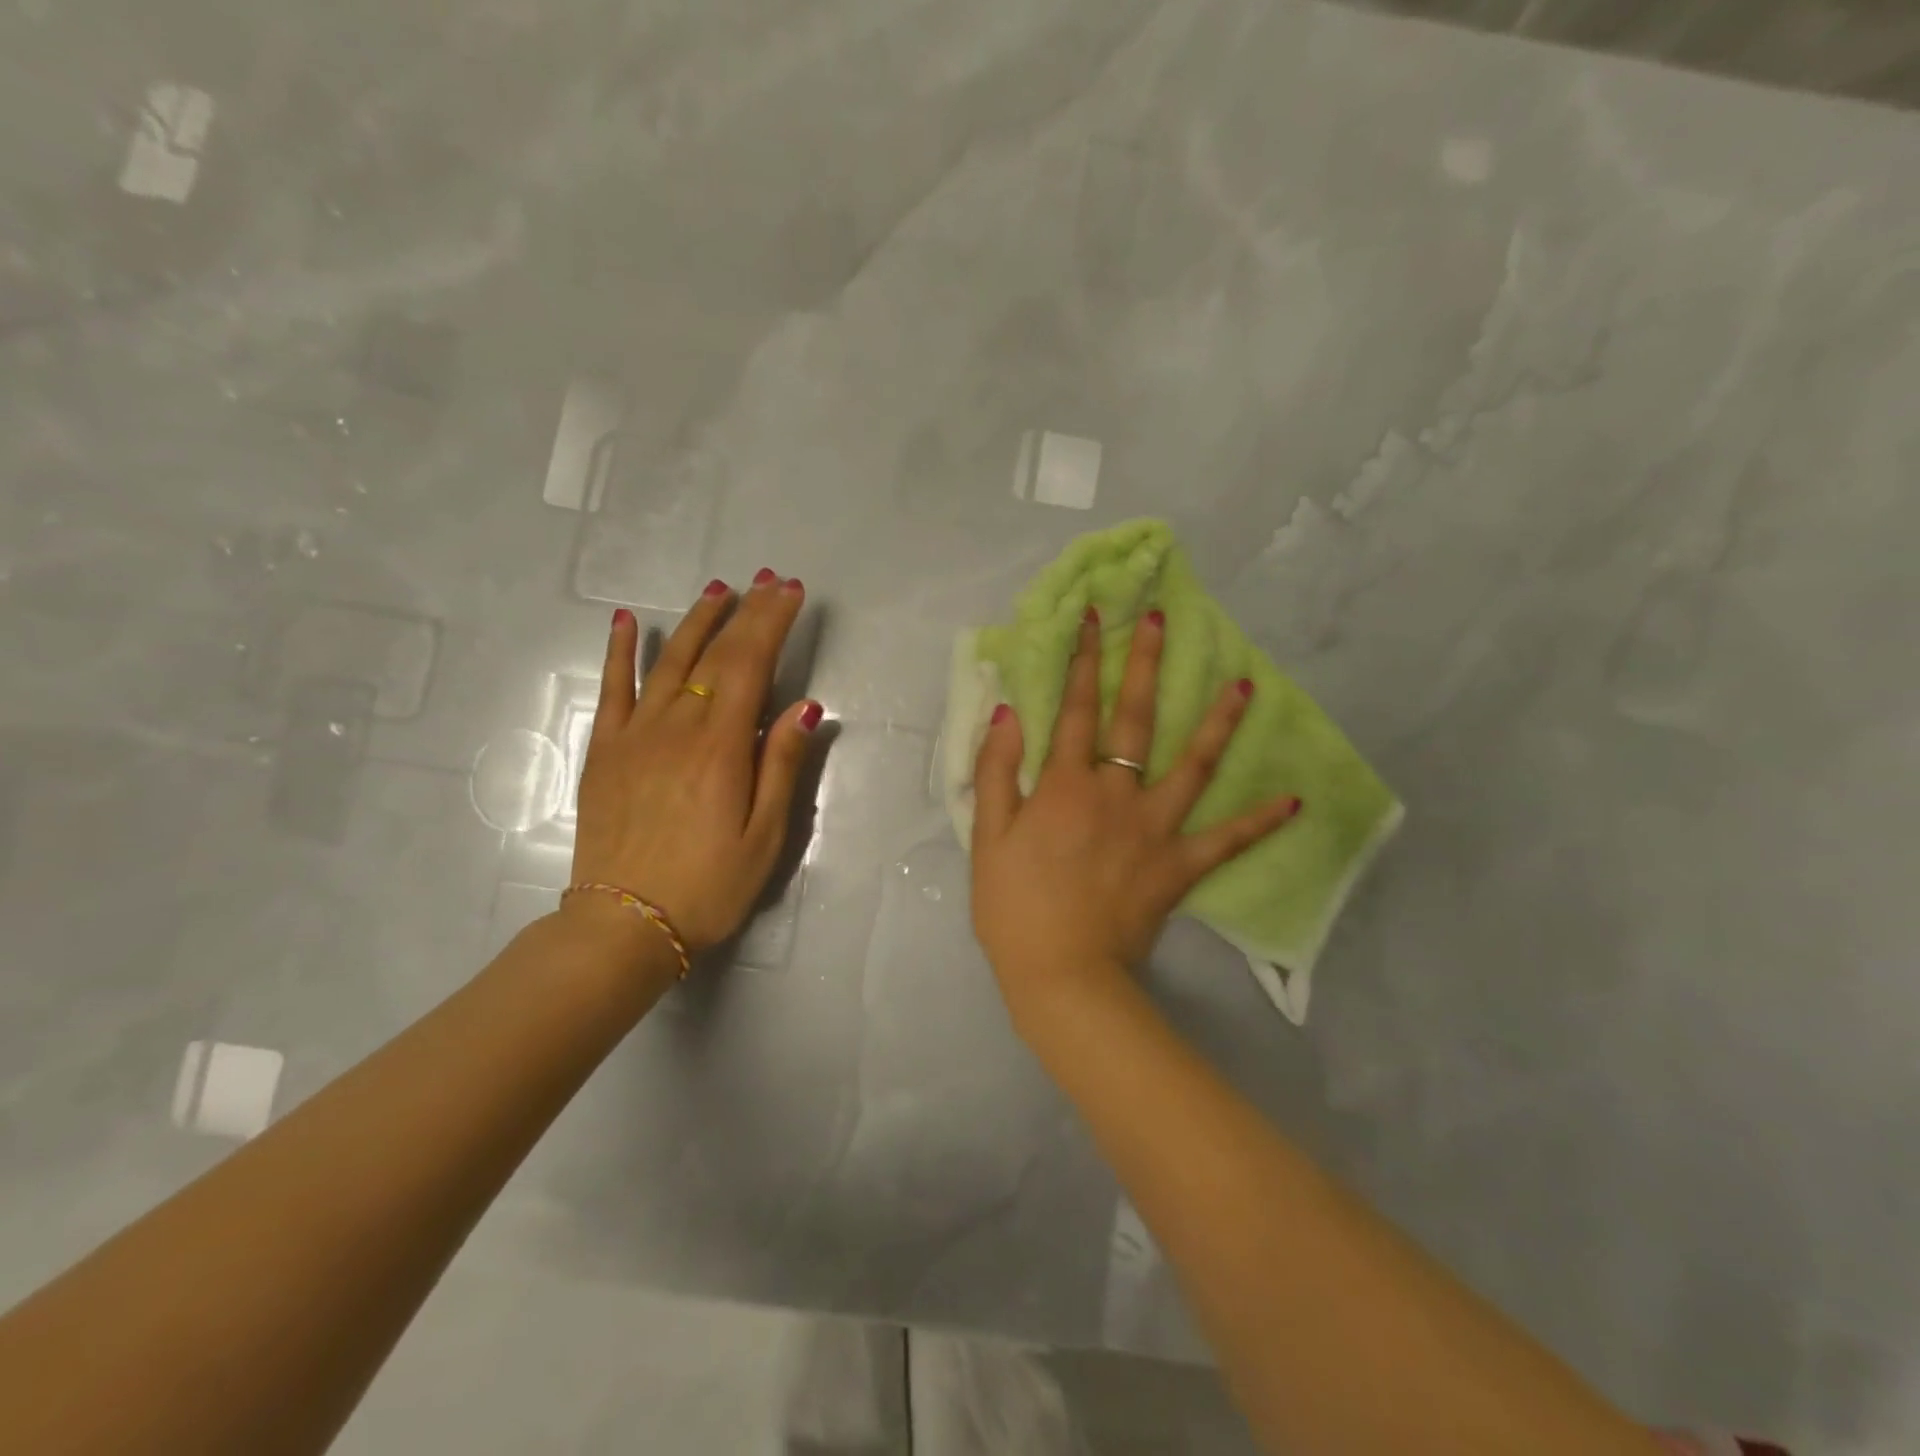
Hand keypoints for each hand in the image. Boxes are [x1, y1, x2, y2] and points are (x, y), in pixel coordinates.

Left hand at [568, 570, 823, 955]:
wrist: (623, 925)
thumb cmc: (708, 886)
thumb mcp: (764, 837)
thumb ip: (782, 767)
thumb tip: (805, 707)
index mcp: (721, 748)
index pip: (749, 666)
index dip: (772, 623)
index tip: (790, 592)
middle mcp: (676, 728)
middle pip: (713, 654)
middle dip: (744, 612)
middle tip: (766, 580)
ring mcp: (634, 736)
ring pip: (667, 661)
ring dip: (696, 620)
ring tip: (718, 589)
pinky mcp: (605, 751)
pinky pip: (612, 690)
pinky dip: (620, 652)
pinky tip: (628, 622)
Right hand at [969, 607, 1300, 1013]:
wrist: (1061, 974)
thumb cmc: (1014, 906)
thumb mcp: (988, 837)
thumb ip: (997, 772)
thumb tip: (1009, 713)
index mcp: (1065, 785)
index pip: (1075, 708)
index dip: (1083, 660)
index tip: (1095, 618)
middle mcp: (1115, 793)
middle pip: (1133, 719)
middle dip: (1144, 664)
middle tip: (1160, 620)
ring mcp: (1154, 828)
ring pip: (1191, 765)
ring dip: (1216, 722)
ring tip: (1245, 685)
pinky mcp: (1179, 866)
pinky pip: (1226, 839)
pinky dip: (1260, 820)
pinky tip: (1295, 800)